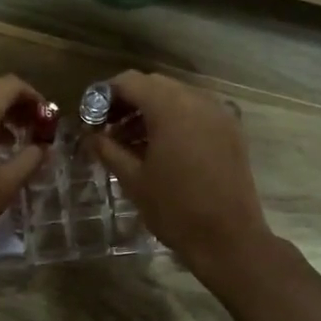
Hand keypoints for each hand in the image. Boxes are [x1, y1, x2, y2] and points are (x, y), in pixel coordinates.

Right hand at [86, 71, 271, 282]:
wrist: (229, 239)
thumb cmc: (175, 209)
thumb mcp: (133, 179)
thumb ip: (107, 149)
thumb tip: (89, 136)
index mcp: (170, 107)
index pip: (129, 81)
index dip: (105, 95)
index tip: (91, 116)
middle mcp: (197, 100)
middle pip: (154, 85)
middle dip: (128, 101)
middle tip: (108, 128)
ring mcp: (218, 113)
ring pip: (176, 96)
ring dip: (151, 110)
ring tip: (132, 141)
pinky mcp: (231, 130)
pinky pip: (196, 111)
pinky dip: (175, 119)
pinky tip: (162, 147)